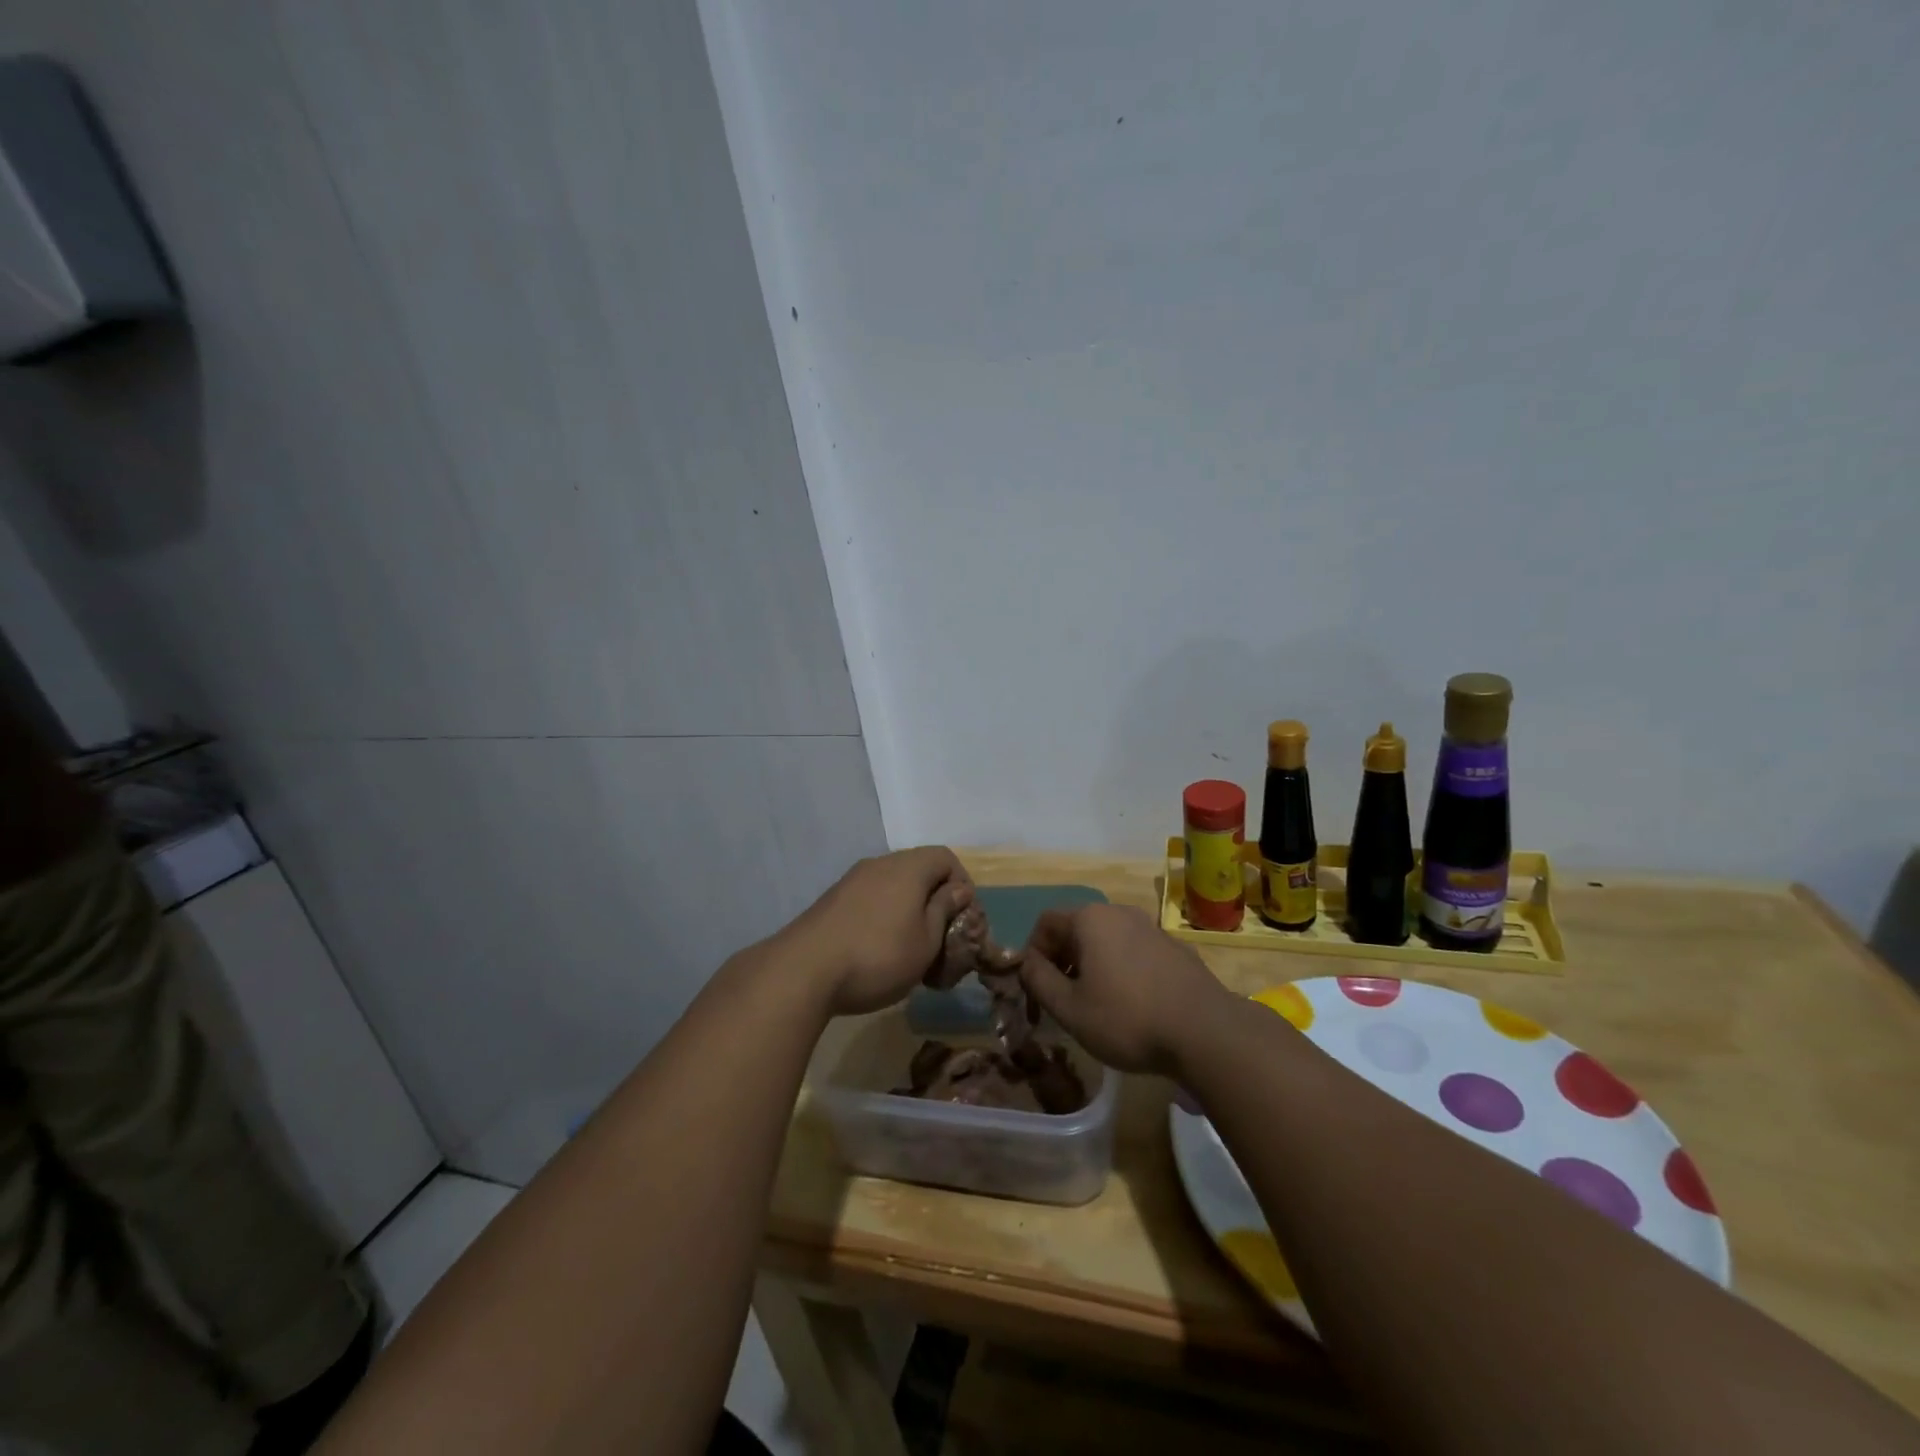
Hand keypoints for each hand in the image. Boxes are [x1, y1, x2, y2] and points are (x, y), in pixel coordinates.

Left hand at [783, 848, 973, 1015]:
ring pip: (893, 886)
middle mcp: (880, 863)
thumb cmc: (879, 955)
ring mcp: (852, 880)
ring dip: (909, 910)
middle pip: (919, 870)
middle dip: (936, 900)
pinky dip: (884, 916)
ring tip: (912, 950)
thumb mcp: (926, 941)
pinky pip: (871, 898)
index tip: (964, 919)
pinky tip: (880, 950)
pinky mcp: (832, 900)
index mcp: (908, 867)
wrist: (804, 970)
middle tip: (942, 938)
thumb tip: (957, 889)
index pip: (946, 857)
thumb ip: (945, 910)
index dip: (962, 884)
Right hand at [1017, 905, 1233, 1075]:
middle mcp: (1119, 912)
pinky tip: (1132, 1006)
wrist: (1206, 1032)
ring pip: (1106, 940)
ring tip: (1095, 1005)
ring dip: (1092, 966)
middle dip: (1062, 960)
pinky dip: (1121, 970)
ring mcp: (1151, 927)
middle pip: (1076, 928)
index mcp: (1090, 919)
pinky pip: (1134, 951)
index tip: (1036, 990)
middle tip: (1062, 999)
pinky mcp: (1175, 947)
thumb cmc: (1128, 1019)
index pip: (1045, 923)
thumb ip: (1039, 981)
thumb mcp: (1070, 1009)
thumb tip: (1027, 963)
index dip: (1033, 954)